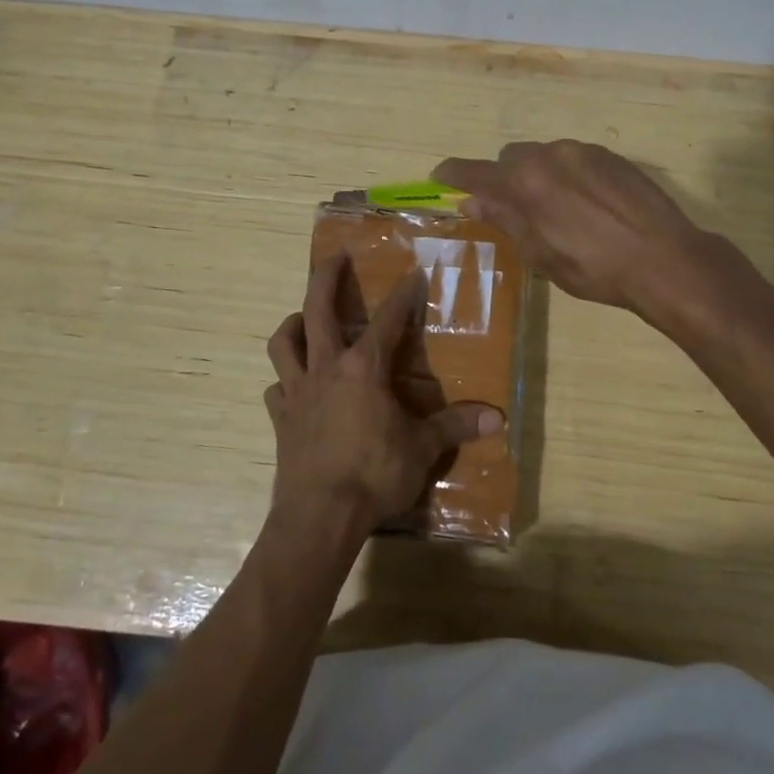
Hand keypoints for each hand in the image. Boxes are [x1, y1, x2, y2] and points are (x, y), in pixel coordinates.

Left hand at [264, 253, 503, 534]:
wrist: (320, 516)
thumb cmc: (374, 475)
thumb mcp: (422, 449)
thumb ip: (455, 427)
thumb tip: (497, 418)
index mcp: (364, 368)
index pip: (388, 320)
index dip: (402, 295)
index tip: (412, 273)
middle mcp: (326, 368)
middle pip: (317, 308)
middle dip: (325, 277)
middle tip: (334, 257)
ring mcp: (298, 392)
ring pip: (283, 343)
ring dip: (293, 325)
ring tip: (303, 318)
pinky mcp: (281, 418)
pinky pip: (276, 389)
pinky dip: (285, 381)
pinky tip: (293, 386)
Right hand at [433, 140, 707, 313]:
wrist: (665, 259)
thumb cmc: (595, 269)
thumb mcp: (540, 254)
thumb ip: (505, 220)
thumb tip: (472, 201)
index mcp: (524, 184)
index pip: (474, 171)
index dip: (453, 174)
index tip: (441, 177)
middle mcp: (549, 156)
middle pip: (509, 158)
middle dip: (504, 179)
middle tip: (514, 209)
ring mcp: (583, 151)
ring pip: (543, 155)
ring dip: (537, 175)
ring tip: (558, 210)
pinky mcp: (611, 155)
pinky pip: (573, 157)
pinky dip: (567, 174)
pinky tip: (587, 204)